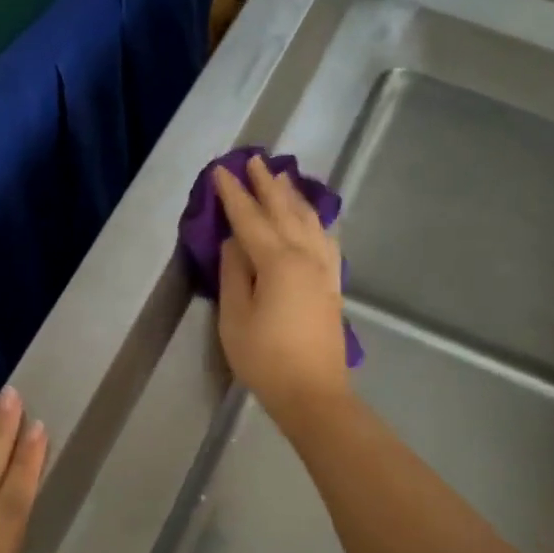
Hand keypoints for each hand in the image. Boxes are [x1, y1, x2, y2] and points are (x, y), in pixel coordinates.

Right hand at [213, 155, 351, 425]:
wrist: (313, 393)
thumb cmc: (265, 359)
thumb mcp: (235, 318)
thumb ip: (234, 274)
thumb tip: (234, 242)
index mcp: (278, 263)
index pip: (250, 219)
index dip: (234, 195)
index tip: (221, 171)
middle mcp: (305, 257)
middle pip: (284, 211)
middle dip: (266, 185)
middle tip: (253, 160)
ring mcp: (324, 269)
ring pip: (309, 221)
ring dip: (293, 196)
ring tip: (282, 177)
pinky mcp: (332, 284)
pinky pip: (325, 240)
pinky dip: (315, 221)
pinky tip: (312, 219)